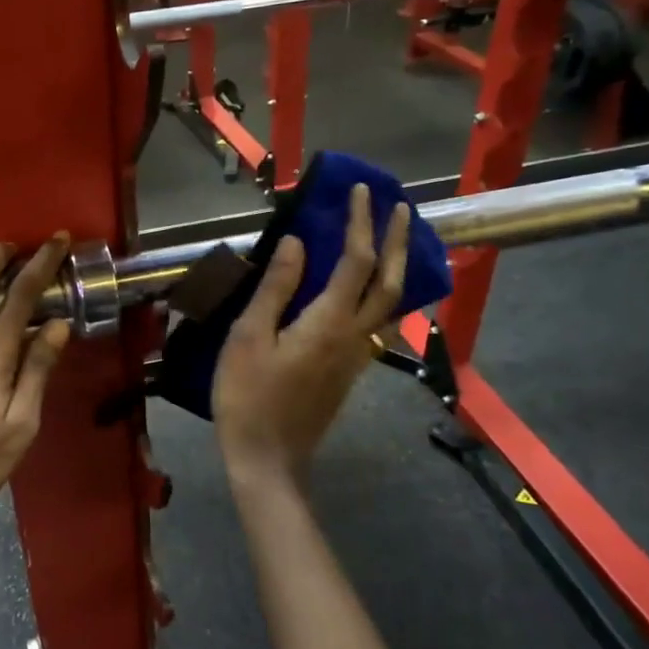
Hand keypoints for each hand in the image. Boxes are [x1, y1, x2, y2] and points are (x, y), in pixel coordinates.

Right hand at [213, 187, 410, 482]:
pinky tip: (369, 289)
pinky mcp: (349, 370)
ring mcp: (356, 356)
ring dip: (399, 265)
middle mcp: (354, 335)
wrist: (268, 459)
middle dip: (397, 240)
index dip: (361, 222)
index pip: (355, 260)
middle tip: (399, 206)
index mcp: (329, 322)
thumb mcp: (249, 337)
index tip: (361, 190)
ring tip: (394, 239)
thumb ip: (276, 288)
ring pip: (392, 303)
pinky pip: (378, 321)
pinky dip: (383, 292)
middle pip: (391, 282)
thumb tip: (296, 242)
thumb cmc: (248, 396)